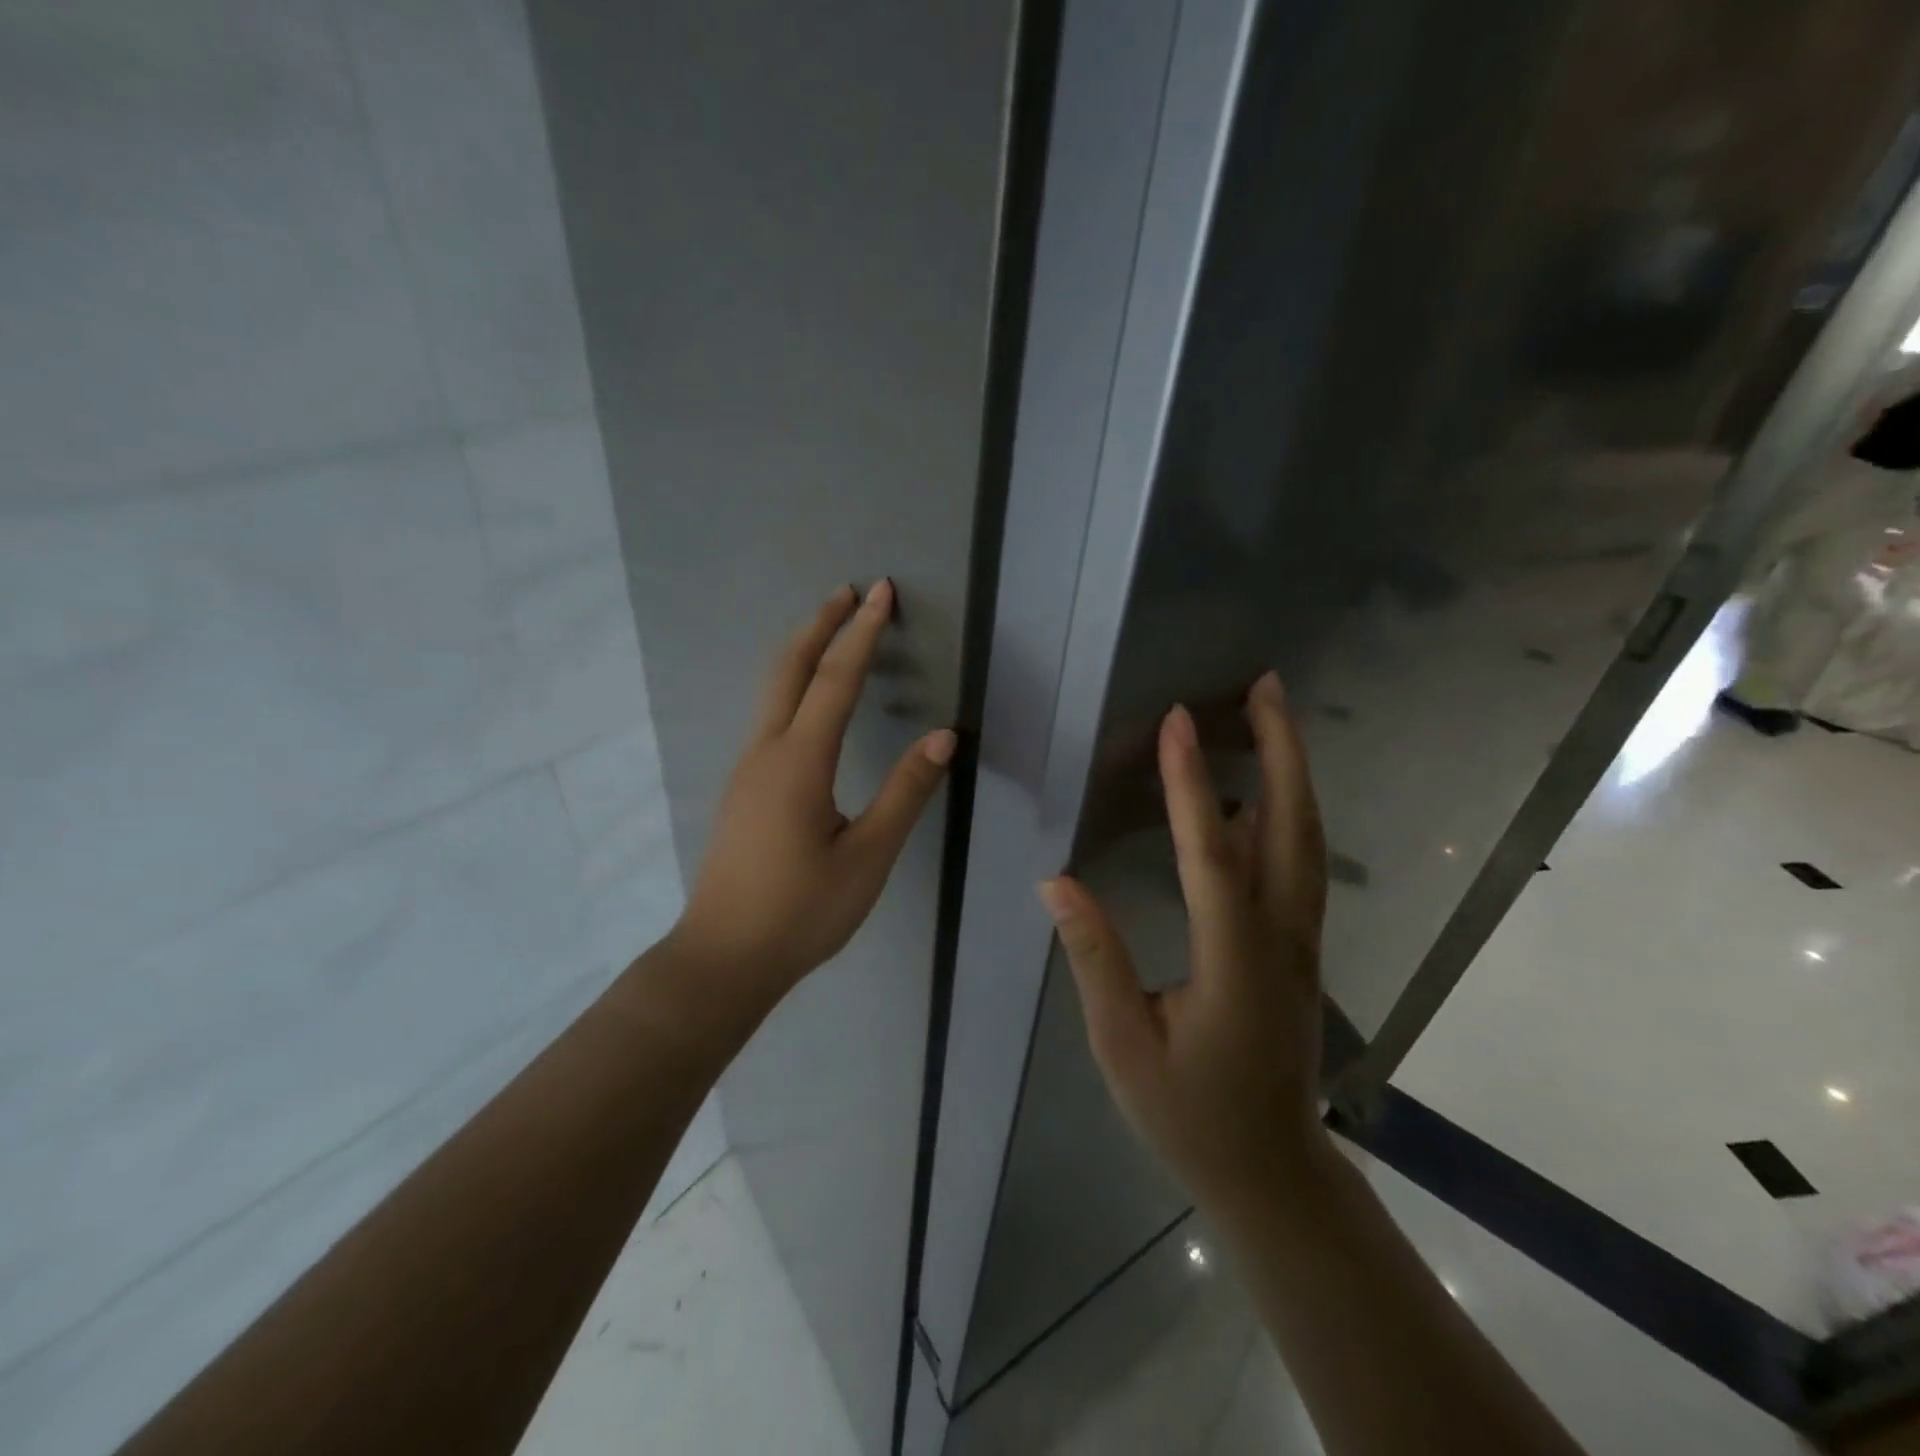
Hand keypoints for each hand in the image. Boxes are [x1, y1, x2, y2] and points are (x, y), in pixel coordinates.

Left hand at [673, 581, 956, 1000]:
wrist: (724, 958)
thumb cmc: (802, 911)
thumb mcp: (867, 856)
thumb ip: (905, 793)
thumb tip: (942, 737)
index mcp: (800, 762)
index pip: (836, 679)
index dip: (861, 632)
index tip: (880, 591)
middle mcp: (766, 752)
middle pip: (788, 667)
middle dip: (820, 624)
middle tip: (849, 591)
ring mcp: (747, 769)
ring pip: (772, 690)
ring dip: (804, 651)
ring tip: (834, 630)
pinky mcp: (743, 789)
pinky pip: (769, 716)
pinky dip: (794, 684)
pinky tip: (810, 699)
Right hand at [1040, 672, 1331, 1216]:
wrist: (1271, 1172)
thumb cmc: (1188, 1113)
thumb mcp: (1123, 1045)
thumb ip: (1095, 958)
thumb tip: (1057, 881)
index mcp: (1232, 958)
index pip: (1210, 853)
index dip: (1190, 782)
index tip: (1178, 720)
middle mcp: (1280, 937)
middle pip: (1292, 826)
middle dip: (1281, 749)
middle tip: (1267, 685)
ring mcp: (1300, 942)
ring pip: (1306, 841)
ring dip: (1292, 772)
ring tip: (1271, 717)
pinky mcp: (1299, 949)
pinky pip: (1298, 866)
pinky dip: (1288, 813)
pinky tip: (1262, 795)